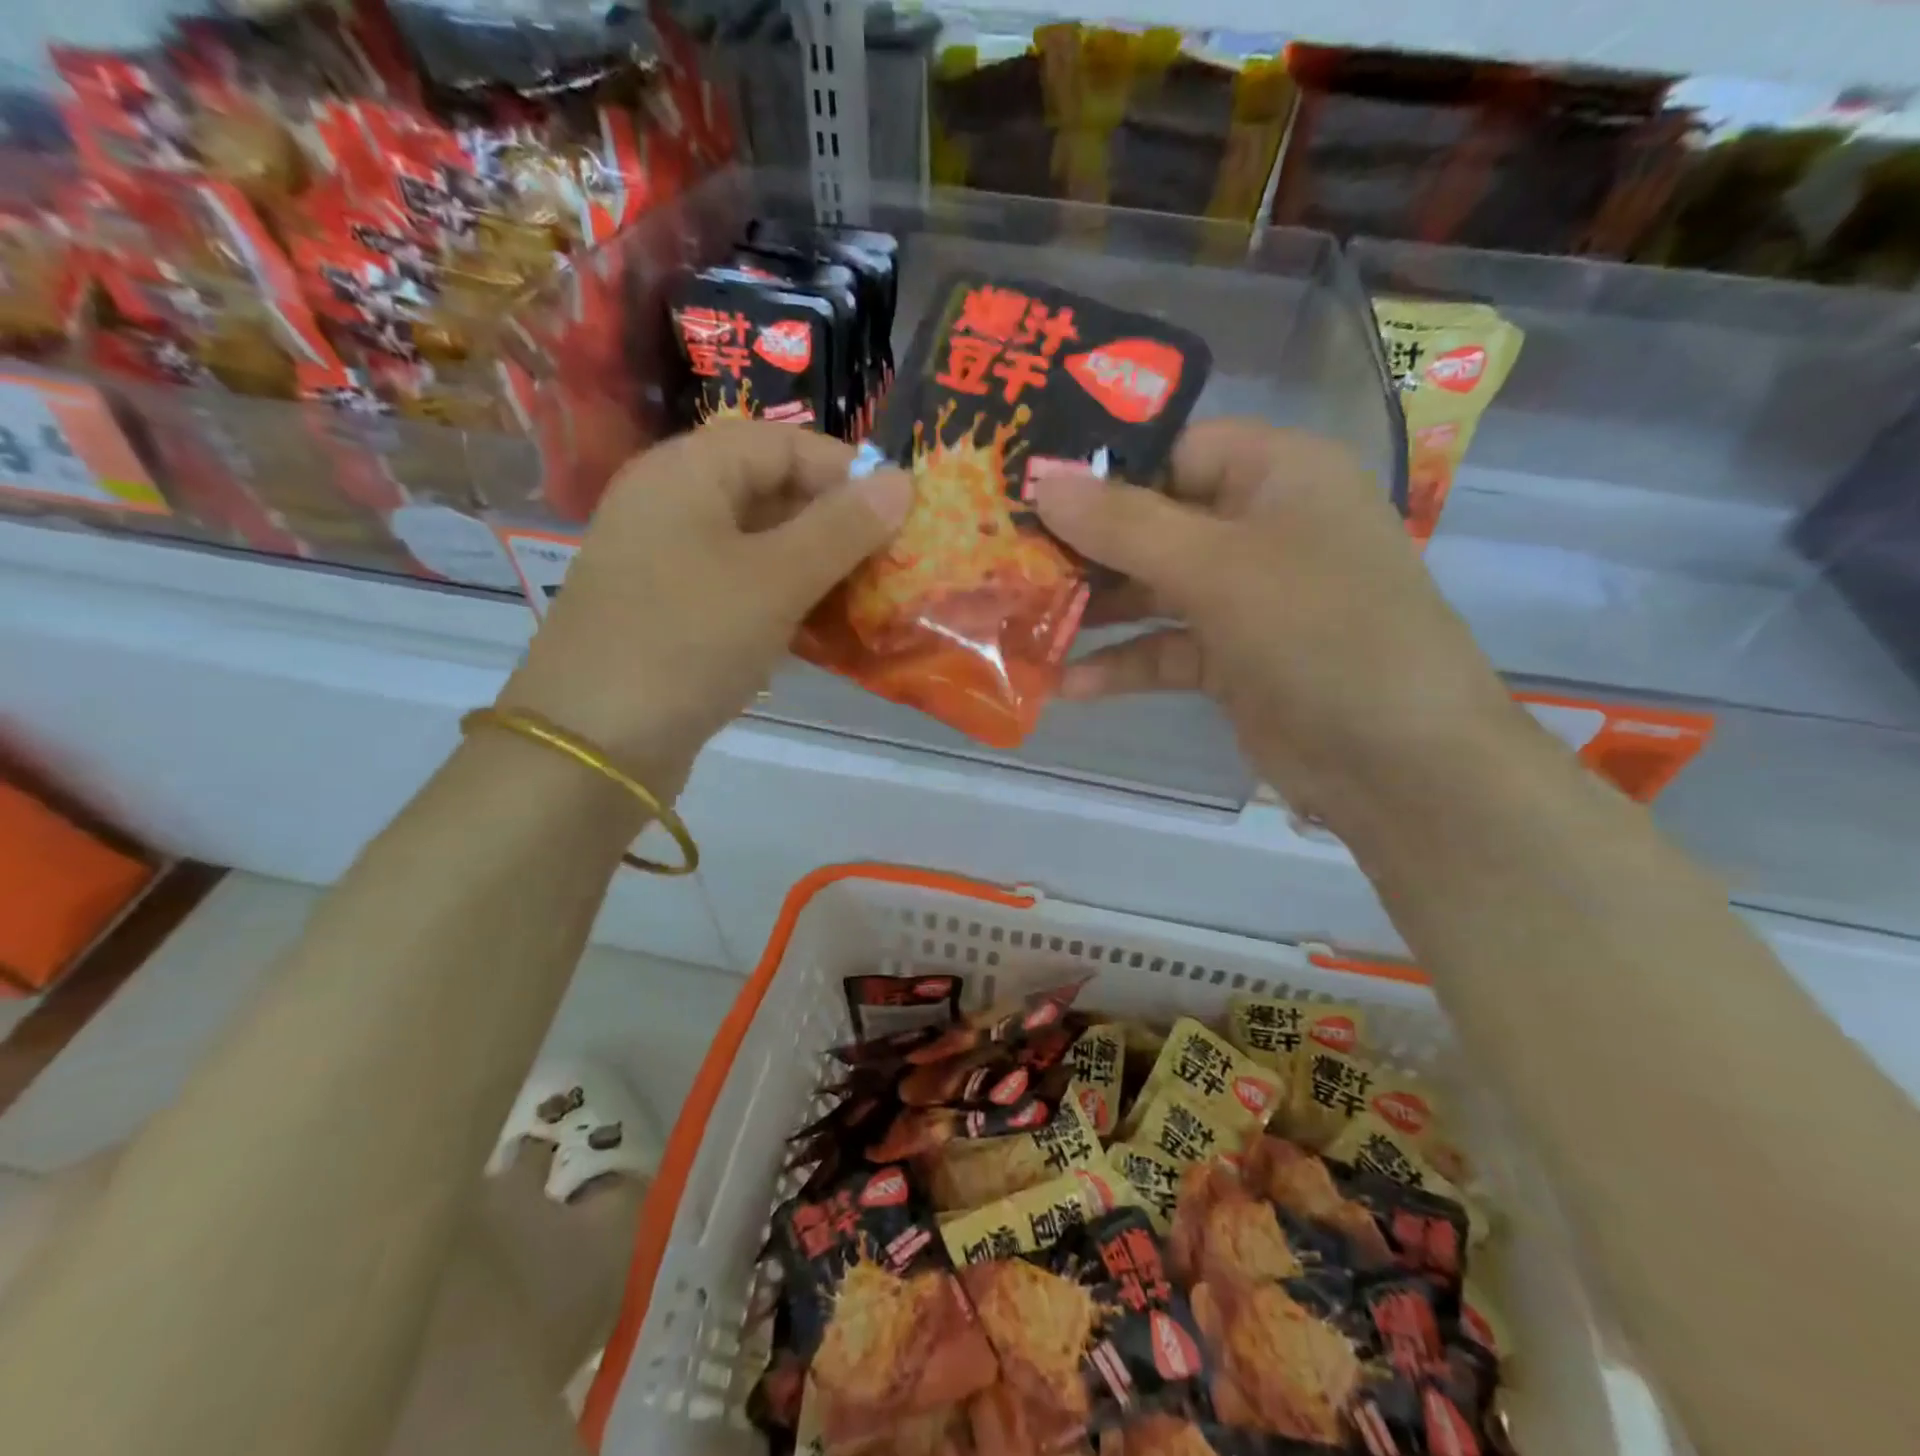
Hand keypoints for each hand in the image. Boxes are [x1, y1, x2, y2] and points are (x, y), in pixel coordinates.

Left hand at [497, 421, 911, 794]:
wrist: (592, 745)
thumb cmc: (688, 641)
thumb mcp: (776, 579)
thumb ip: (842, 528)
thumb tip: (902, 481)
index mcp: (687, 472)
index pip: (782, 444)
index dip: (845, 471)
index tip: (900, 514)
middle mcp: (670, 505)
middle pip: (769, 492)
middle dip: (834, 524)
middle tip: (888, 562)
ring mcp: (665, 562)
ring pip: (757, 546)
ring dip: (814, 567)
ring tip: (865, 598)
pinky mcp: (669, 613)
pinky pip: (739, 588)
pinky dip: (783, 601)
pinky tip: (819, 632)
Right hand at [1031, 420, 1519, 825]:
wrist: (1399, 762)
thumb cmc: (1319, 632)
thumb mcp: (1218, 568)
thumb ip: (1125, 524)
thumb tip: (1041, 481)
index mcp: (1276, 474)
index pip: (1173, 450)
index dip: (1102, 469)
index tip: (1027, 492)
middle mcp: (1261, 526)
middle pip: (1155, 521)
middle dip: (1085, 547)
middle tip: (1009, 559)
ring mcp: (1248, 597)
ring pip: (1153, 589)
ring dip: (1095, 609)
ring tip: (1023, 620)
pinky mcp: (1234, 658)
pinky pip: (1165, 648)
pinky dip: (1122, 663)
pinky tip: (1067, 684)